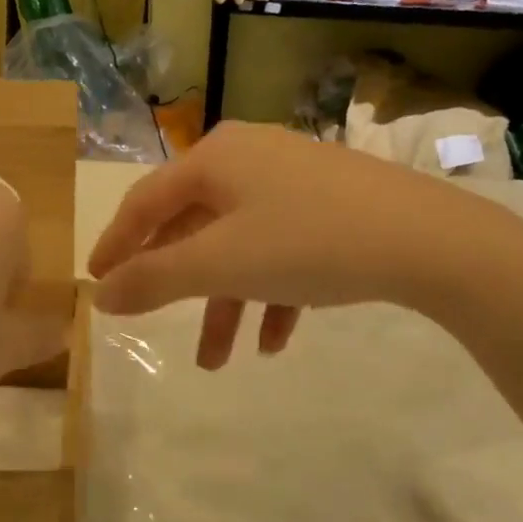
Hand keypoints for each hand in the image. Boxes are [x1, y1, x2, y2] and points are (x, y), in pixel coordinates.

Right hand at [88, 123, 488, 367]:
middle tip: (151, 322)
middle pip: (193, 226)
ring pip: (240, 247)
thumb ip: (154, 279)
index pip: (146, 201)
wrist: (426, 239)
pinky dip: (271, 294)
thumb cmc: (307, 242)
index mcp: (216, 159)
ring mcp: (294, 182)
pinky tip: (277, 341)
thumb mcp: (221, 264)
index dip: (117, 244)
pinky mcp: (330, 207)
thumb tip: (101, 295)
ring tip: (219, 362)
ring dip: (226, 303)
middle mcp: (251, 159)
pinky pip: (283, 252)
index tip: (96, 283)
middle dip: (176, 286)